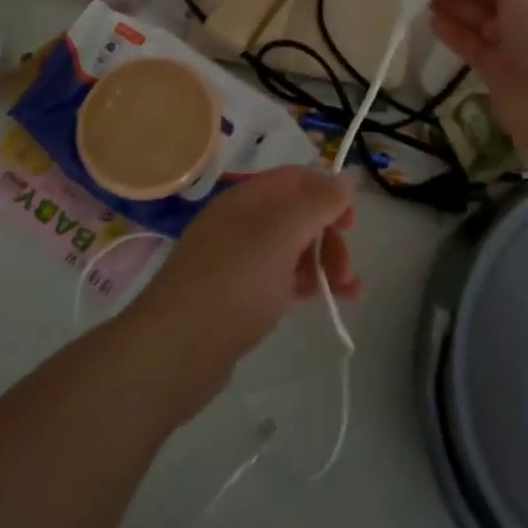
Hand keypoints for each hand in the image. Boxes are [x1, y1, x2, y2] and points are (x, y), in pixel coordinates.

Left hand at [132, 166, 359, 383]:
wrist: (175, 350)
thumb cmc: (236, 281)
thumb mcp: (285, 232)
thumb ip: (320, 202)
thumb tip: (345, 180)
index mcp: (248, 197)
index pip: (297, 178)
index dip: (329, 192)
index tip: (352, 224)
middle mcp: (241, 221)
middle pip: (298, 214)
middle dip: (330, 236)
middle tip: (346, 270)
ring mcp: (236, 259)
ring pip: (292, 248)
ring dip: (324, 263)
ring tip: (348, 293)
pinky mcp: (235, 296)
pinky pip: (280, 278)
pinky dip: (305, 284)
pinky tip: (325, 303)